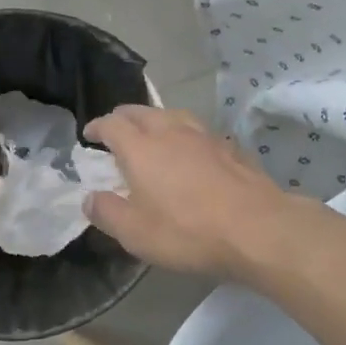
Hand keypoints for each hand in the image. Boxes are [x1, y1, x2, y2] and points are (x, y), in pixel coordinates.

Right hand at [81, 105, 299, 279]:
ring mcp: (204, 136)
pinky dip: (185, 134)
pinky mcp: (230, 147)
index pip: (112, 124)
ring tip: (153, 133)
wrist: (256, 228)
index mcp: (141, 148)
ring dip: (156, 119)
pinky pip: (199, 131)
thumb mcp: (136, 233)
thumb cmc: (187, 231)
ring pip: (173, 115)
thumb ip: (107, 213)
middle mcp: (170, 131)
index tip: (89, 135)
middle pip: (141, 111)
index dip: (98, 127)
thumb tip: (90, 198)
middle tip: (116, 129)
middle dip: (124, 117)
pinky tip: (192, 151)